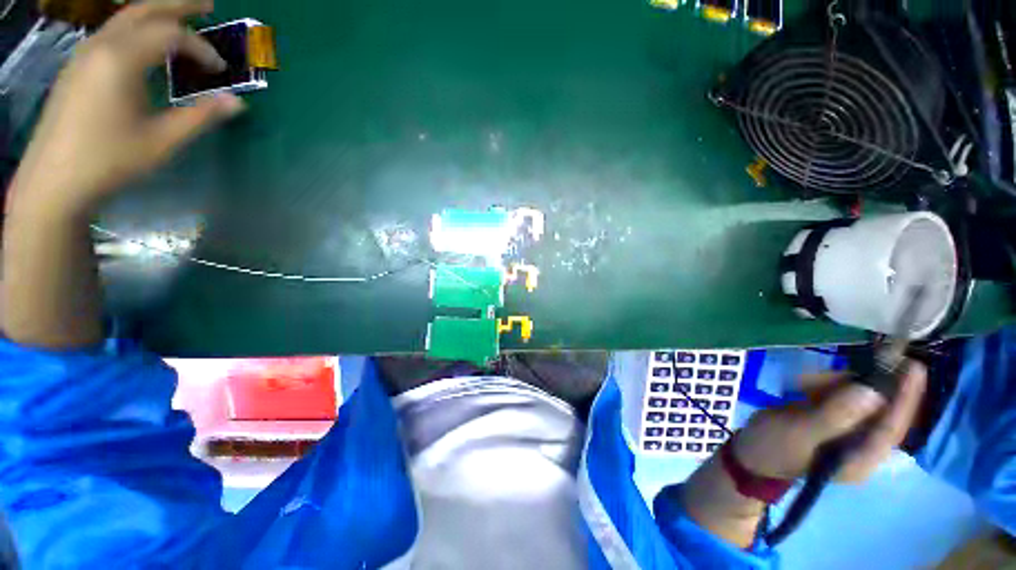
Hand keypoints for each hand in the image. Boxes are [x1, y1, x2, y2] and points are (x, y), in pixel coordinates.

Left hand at [8, 0, 243, 216]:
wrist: (55, 180)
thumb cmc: (110, 160)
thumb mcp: (163, 141)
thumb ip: (201, 117)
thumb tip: (237, 103)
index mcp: (122, 59)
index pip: (171, 35)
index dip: (201, 48)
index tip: (221, 70)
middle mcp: (101, 46)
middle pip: (144, 10)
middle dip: (178, 4)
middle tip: (207, 3)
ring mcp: (85, 54)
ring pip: (125, 18)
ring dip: (155, 13)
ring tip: (180, 16)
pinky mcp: (77, 67)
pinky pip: (111, 32)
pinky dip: (136, 28)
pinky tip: (147, 41)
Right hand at [734, 361, 926, 481]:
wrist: (750, 451)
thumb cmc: (773, 447)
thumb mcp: (799, 432)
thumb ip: (835, 415)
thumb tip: (872, 392)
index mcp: (862, 458)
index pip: (894, 426)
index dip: (906, 397)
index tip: (912, 366)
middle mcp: (863, 445)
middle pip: (878, 408)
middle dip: (856, 386)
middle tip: (827, 373)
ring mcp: (848, 431)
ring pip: (858, 397)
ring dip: (832, 384)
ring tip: (803, 384)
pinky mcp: (833, 419)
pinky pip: (840, 395)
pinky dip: (823, 386)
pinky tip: (801, 387)